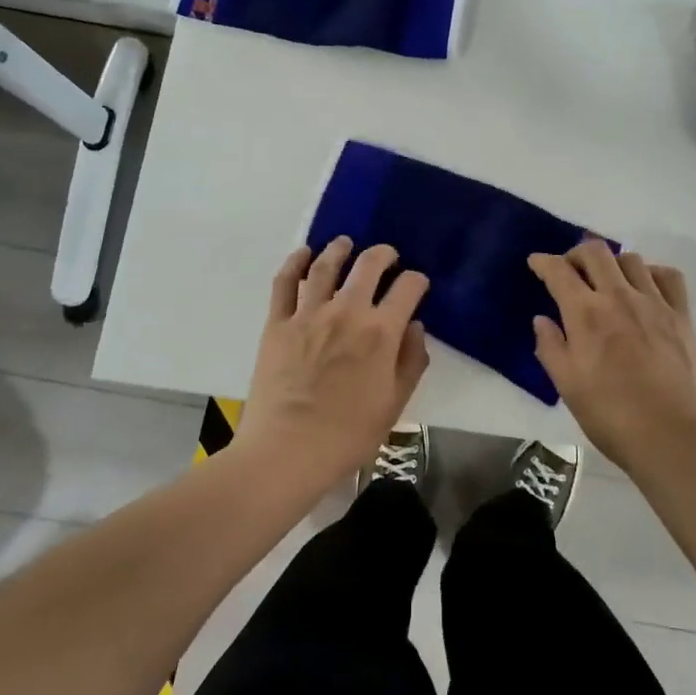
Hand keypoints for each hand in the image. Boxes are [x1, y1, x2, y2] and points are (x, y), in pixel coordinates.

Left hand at [239, 237, 430, 477]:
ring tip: (345, 244)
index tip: (417, 285)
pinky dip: (294, 262)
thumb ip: (411, 361)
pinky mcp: (278, 323)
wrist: (287, 451)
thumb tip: (415, 327)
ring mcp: (309, 314)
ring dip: (339, 249)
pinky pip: (285, 283)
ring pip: (326, 266)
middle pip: (369, 265)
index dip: (417, 281)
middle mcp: (347, 312)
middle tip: (388, 256)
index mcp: (381, 332)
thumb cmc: (348, 434)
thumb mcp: (395, 403)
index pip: (408, 288)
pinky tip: (303, 254)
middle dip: (384, 254)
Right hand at [528, 241, 695, 471]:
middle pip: (595, 252)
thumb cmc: (611, 415)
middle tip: (570, 270)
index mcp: (586, 314)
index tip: (536, 263)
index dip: (543, 262)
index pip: (559, 271)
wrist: (672, 434)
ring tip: (608, 281)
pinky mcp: (681, 315)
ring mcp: (654, 303)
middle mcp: (619, 297)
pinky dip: (652, 273)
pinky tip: (646, 288)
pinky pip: (668, 276)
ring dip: (612, 263)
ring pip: (631, 259)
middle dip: (576, 253)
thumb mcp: (567, 386)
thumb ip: (551, 347)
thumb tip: (542, 320)